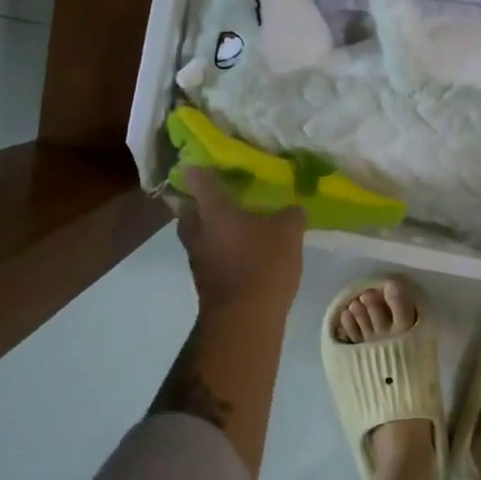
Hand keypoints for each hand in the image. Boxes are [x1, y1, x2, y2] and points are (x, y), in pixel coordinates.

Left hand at [176, 168, 305, 318]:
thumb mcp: (288, 232)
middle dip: (198, 202)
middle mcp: (198, 231)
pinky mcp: (203, 281)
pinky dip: (217, 250)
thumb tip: (292, 209)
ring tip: (231, 226)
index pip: (200, 180)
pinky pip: (207, 256)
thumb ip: (290, 214)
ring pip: (196, 235)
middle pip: (188, 210)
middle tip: (217, 197)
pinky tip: (239, 252)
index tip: (200, 160)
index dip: (199, 168)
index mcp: (214, 210)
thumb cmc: (263, 264)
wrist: (243, 319)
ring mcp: (197, 258)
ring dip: (208, 229)